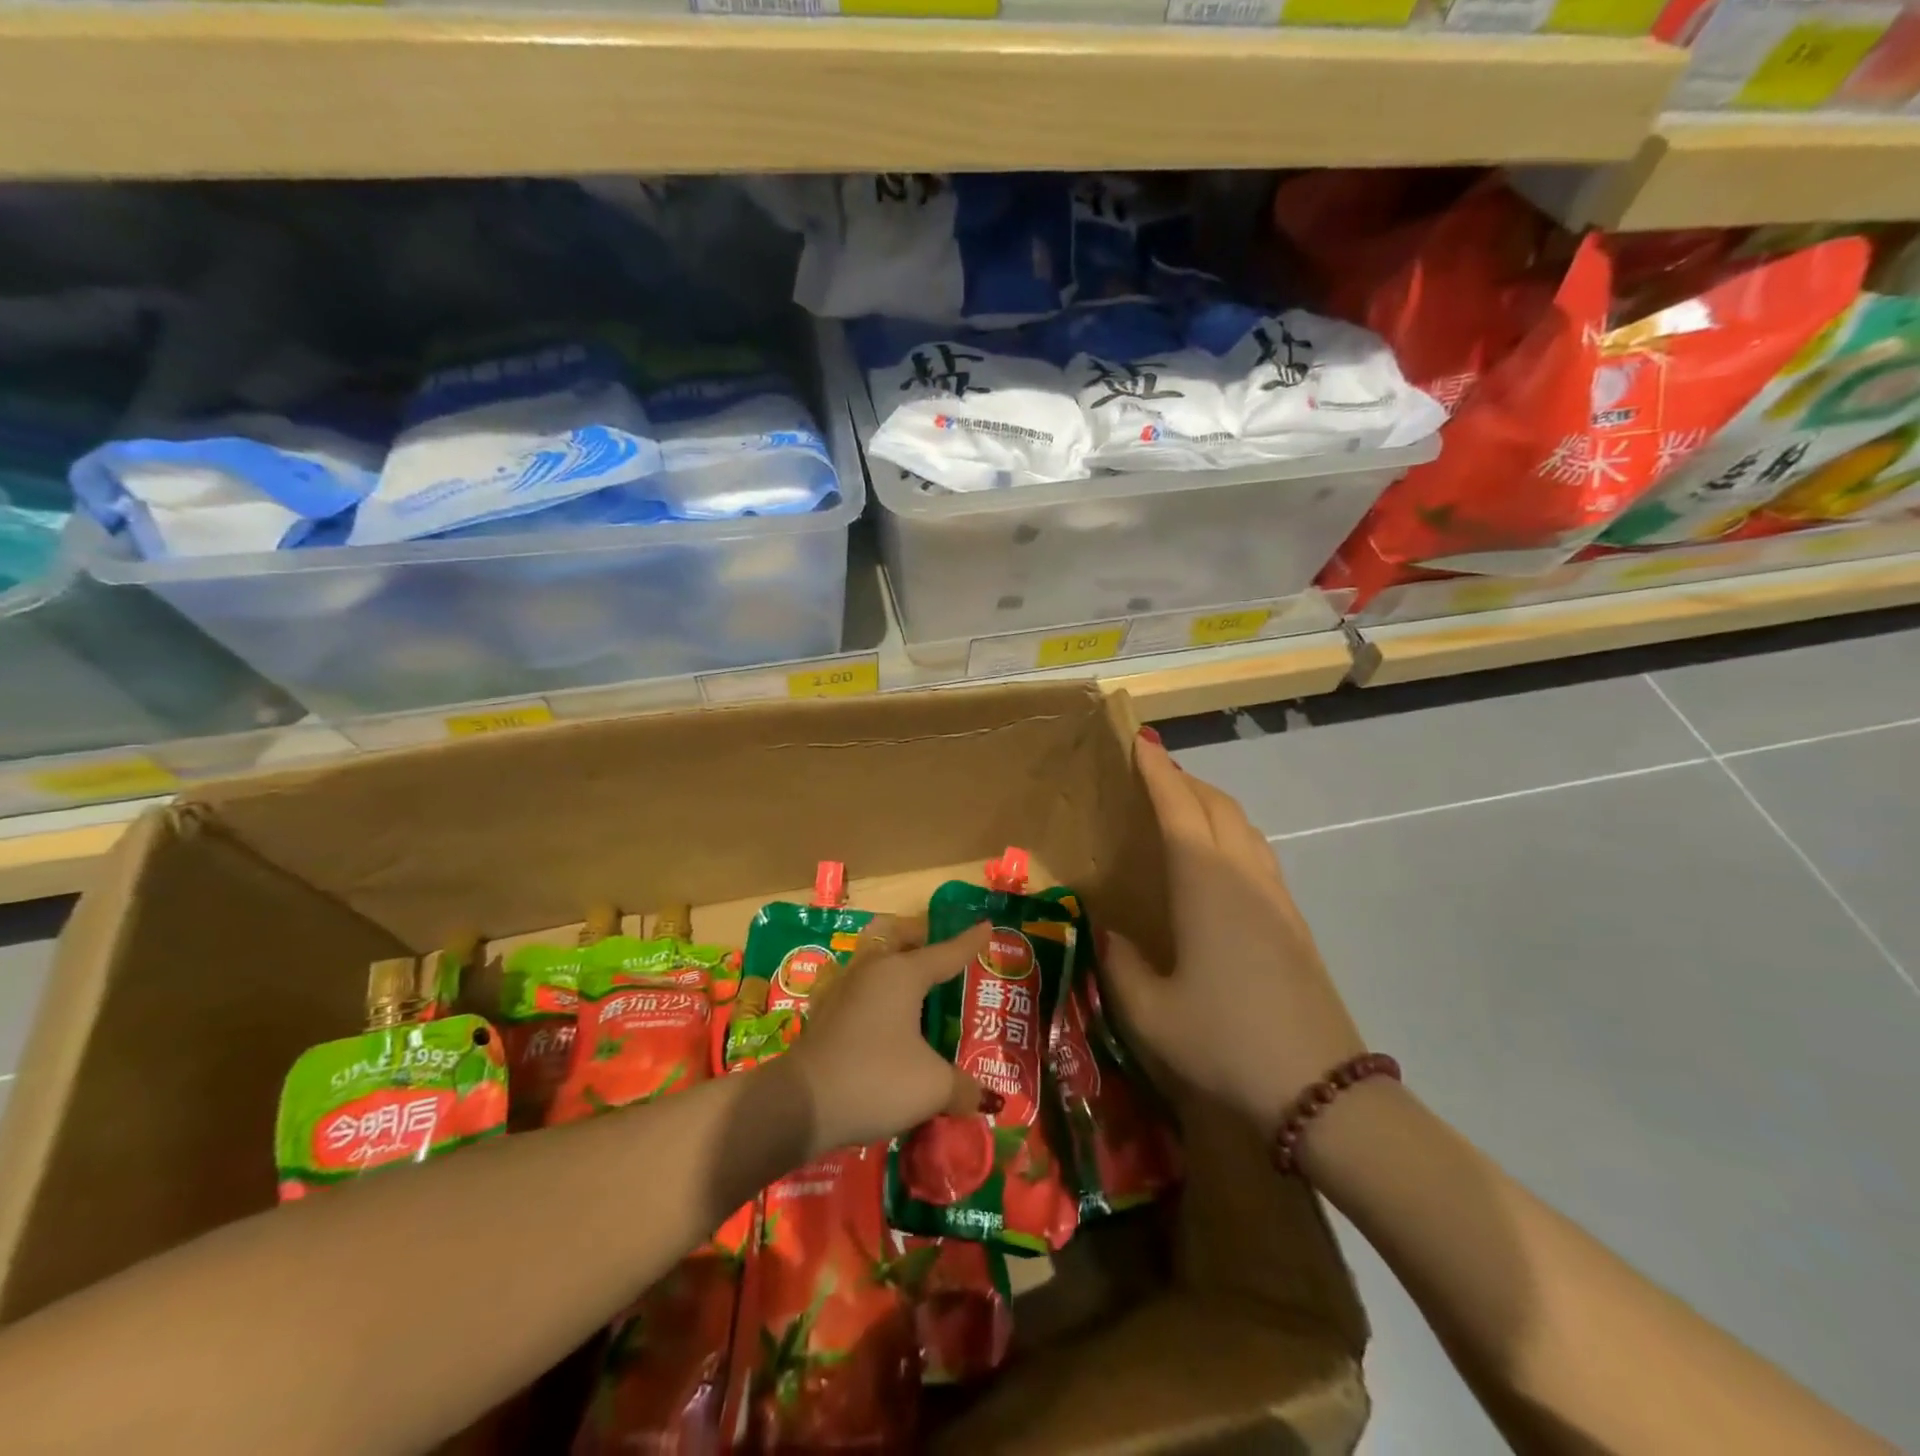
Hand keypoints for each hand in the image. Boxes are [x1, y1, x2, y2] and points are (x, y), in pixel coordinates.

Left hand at [786, 916, 993, 1152]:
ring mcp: (845, 988)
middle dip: (925, 942)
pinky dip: (882, 996)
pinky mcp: (827, 1013)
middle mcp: (874, 970)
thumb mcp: (932, 1087)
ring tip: (921, 991)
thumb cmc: (875, 1079)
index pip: (947, 952)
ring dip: (900, 969)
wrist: (800, 1103)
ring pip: (880, 963)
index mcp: (903, 973)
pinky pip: (864, 990)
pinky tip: (889, 1022)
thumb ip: (963, 1088)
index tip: (987, 926)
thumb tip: (983, 1098)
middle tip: (947, 956)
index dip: (970, 942)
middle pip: (904, 942)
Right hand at [1100, 734, 1368, 1133]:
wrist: (1321, 1093)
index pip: (1177, 806)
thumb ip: (1120, 964)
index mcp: (1205, 883)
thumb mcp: (1149, 1012)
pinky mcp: (1294, 923)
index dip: (1157, 770)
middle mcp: (1244, 876)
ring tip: (1181, 810)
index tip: (1139, 741)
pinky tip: (1217, 864)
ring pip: (1244, 827)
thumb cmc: (1224, 1042)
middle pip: (1217, 805)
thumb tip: (1109, 932)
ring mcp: (1276, 898)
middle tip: (1151, 776)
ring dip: (1211, 805)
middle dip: (1184, 780)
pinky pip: (1258, 855)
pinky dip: (1232, 835)